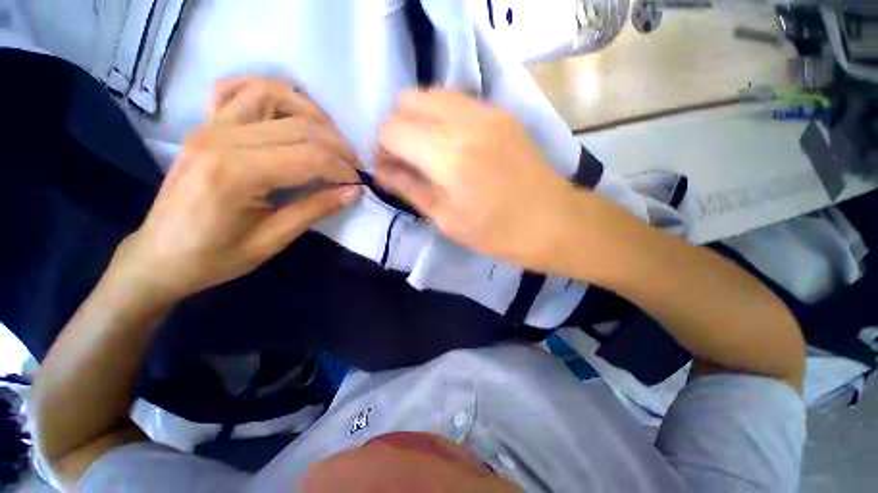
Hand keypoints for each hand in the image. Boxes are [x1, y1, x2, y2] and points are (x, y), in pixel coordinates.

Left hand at [113, 77, 360, 301]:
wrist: (159, 256)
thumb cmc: (214, 257)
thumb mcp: (271, 241)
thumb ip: (314, 210)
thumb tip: (353, 192)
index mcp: (235, 174)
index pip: (308, 157)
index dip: (342, 169)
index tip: (358, 184)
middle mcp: (221, 138)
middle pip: (299, 126)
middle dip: (337, 146)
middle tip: (353, 166)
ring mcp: (209, 126)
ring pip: (272, 94)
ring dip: (311, 112)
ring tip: (329, 139)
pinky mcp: (205, 125)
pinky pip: (237, 89)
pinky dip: (268, 92)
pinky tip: (287, 111)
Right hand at [376, 90, 589, 269]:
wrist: (553, 222)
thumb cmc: (497, 232)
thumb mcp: (445, 219)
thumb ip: (409, 187)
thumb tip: (381, 170)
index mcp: (447, 156)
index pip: (392, 129)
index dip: (382, 148)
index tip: (388, 169)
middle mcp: (465, 121)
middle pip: (408, 100)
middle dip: (398, 128)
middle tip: (406, 159)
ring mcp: (487, 111)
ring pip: (432, 94)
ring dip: (420, 120)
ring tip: (428, 152)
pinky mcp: (502, 113)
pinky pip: (457, 101)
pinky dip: (443, 117)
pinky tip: (452, 145)